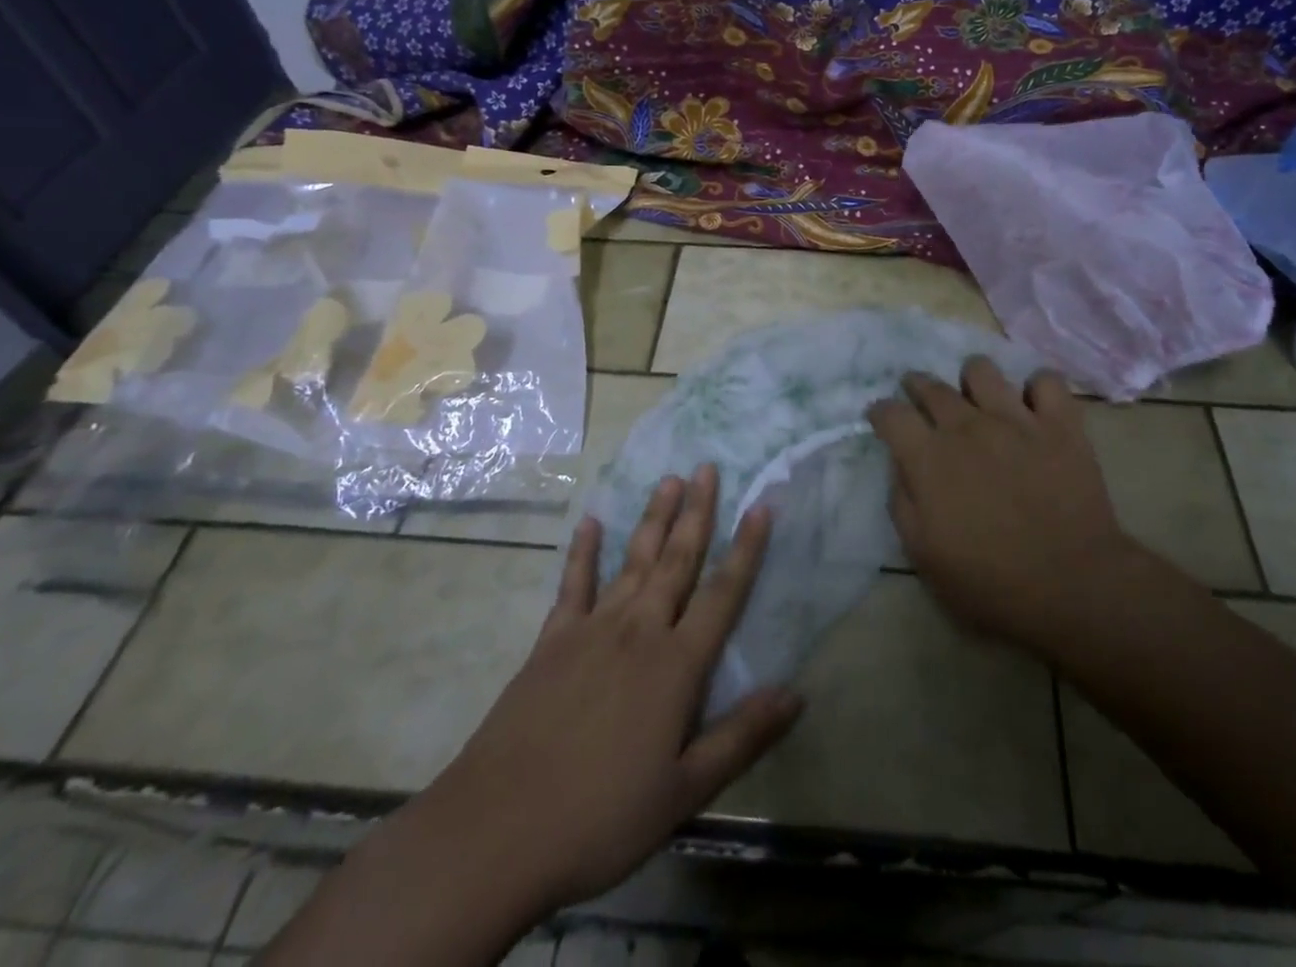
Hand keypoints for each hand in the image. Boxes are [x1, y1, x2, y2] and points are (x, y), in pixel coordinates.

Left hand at [427, 467, 802, 916]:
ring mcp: (592, 629)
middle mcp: (639, 630)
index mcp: (676, 665)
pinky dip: (584, 551)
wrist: (498, 829)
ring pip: (633, 560)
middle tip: (707, 467)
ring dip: (654, 518)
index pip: (723, 594)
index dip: (746, 548)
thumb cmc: (602, 816)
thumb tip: (796, 693)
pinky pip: (574, 584)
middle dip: (697, 512)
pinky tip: (591, 523)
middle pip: (677, 560)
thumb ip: (742, 737)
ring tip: (669, 479)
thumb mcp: (685, 791)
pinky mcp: (552, 640)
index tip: (761, 505)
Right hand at [868, 359, 1143, 661]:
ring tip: (976, 399)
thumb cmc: (990, 581)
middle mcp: (967, 426)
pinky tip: (1032, 407)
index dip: (881, 412)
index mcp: (929, 458)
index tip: (882, 419)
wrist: (1072, 586)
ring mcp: (1016, 419)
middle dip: (917, 387)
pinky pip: (1046, 380)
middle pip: (931, 385)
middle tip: (921, 399)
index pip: (890, 413)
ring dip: (971, 381)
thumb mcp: (924, 555)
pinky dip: (1036, 388)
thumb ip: (902, 502)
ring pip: (981, 370)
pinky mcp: (1060, 423)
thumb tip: (901, 466)